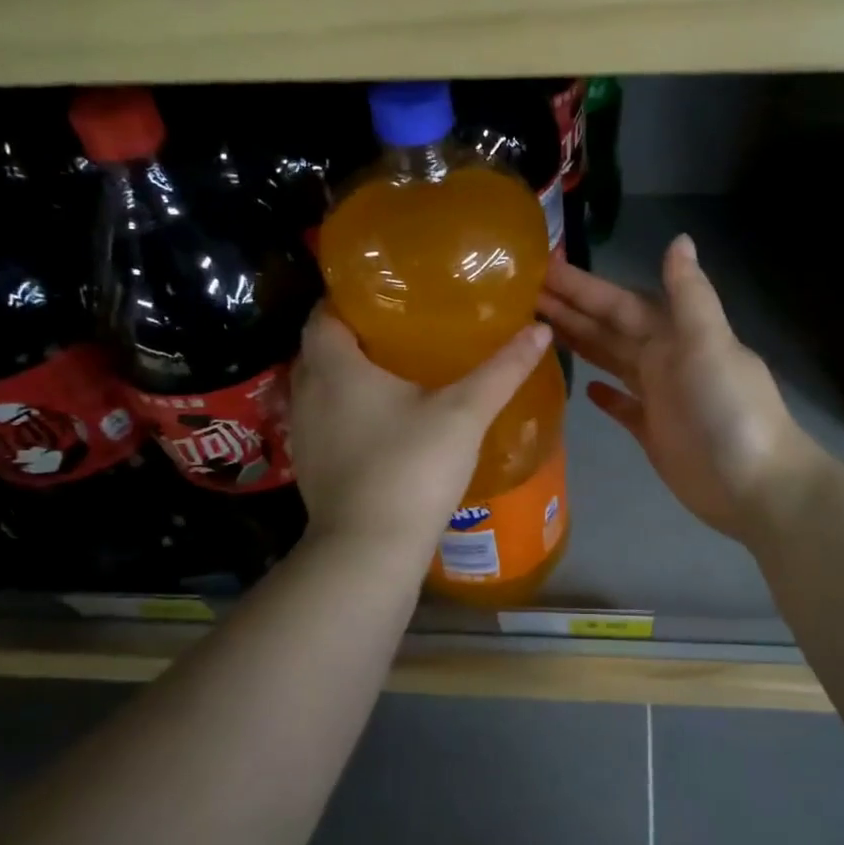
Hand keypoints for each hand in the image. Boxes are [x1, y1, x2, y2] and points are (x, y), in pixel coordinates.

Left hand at [290, 303, 551, 554]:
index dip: (353, 296)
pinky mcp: (312, 466)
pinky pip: (328, 420)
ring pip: (323, 386)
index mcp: (334, 365)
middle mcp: (307, 391)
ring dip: (352, 374)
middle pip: (322, 347)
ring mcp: (305, 432)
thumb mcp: (464, 412)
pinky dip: (350, 410)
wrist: (370, 551)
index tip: (391, 293)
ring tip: (399, 370)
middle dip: (357, 334)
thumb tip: (539, 329)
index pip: (326, 311)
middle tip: (405, 327)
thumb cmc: (411, 467)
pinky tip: (387, 421)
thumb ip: (502, 369)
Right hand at [539, 235, 817, 539]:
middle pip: (610, 329)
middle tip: (523, 296)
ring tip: (539, 330)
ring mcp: (659, 397)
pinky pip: (623, 406)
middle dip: (571, 311)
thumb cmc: (729, 410)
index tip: (543, 268)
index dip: (583, 287)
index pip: (619, 303)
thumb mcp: (710, 344)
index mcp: (675, 335)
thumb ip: (689, 295)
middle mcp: (664, 359)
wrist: (754, 485)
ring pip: (611, 361)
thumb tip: (679, 239)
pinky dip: (606, 396)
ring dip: (581, 344)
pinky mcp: (653, 433)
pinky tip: (584, 387)